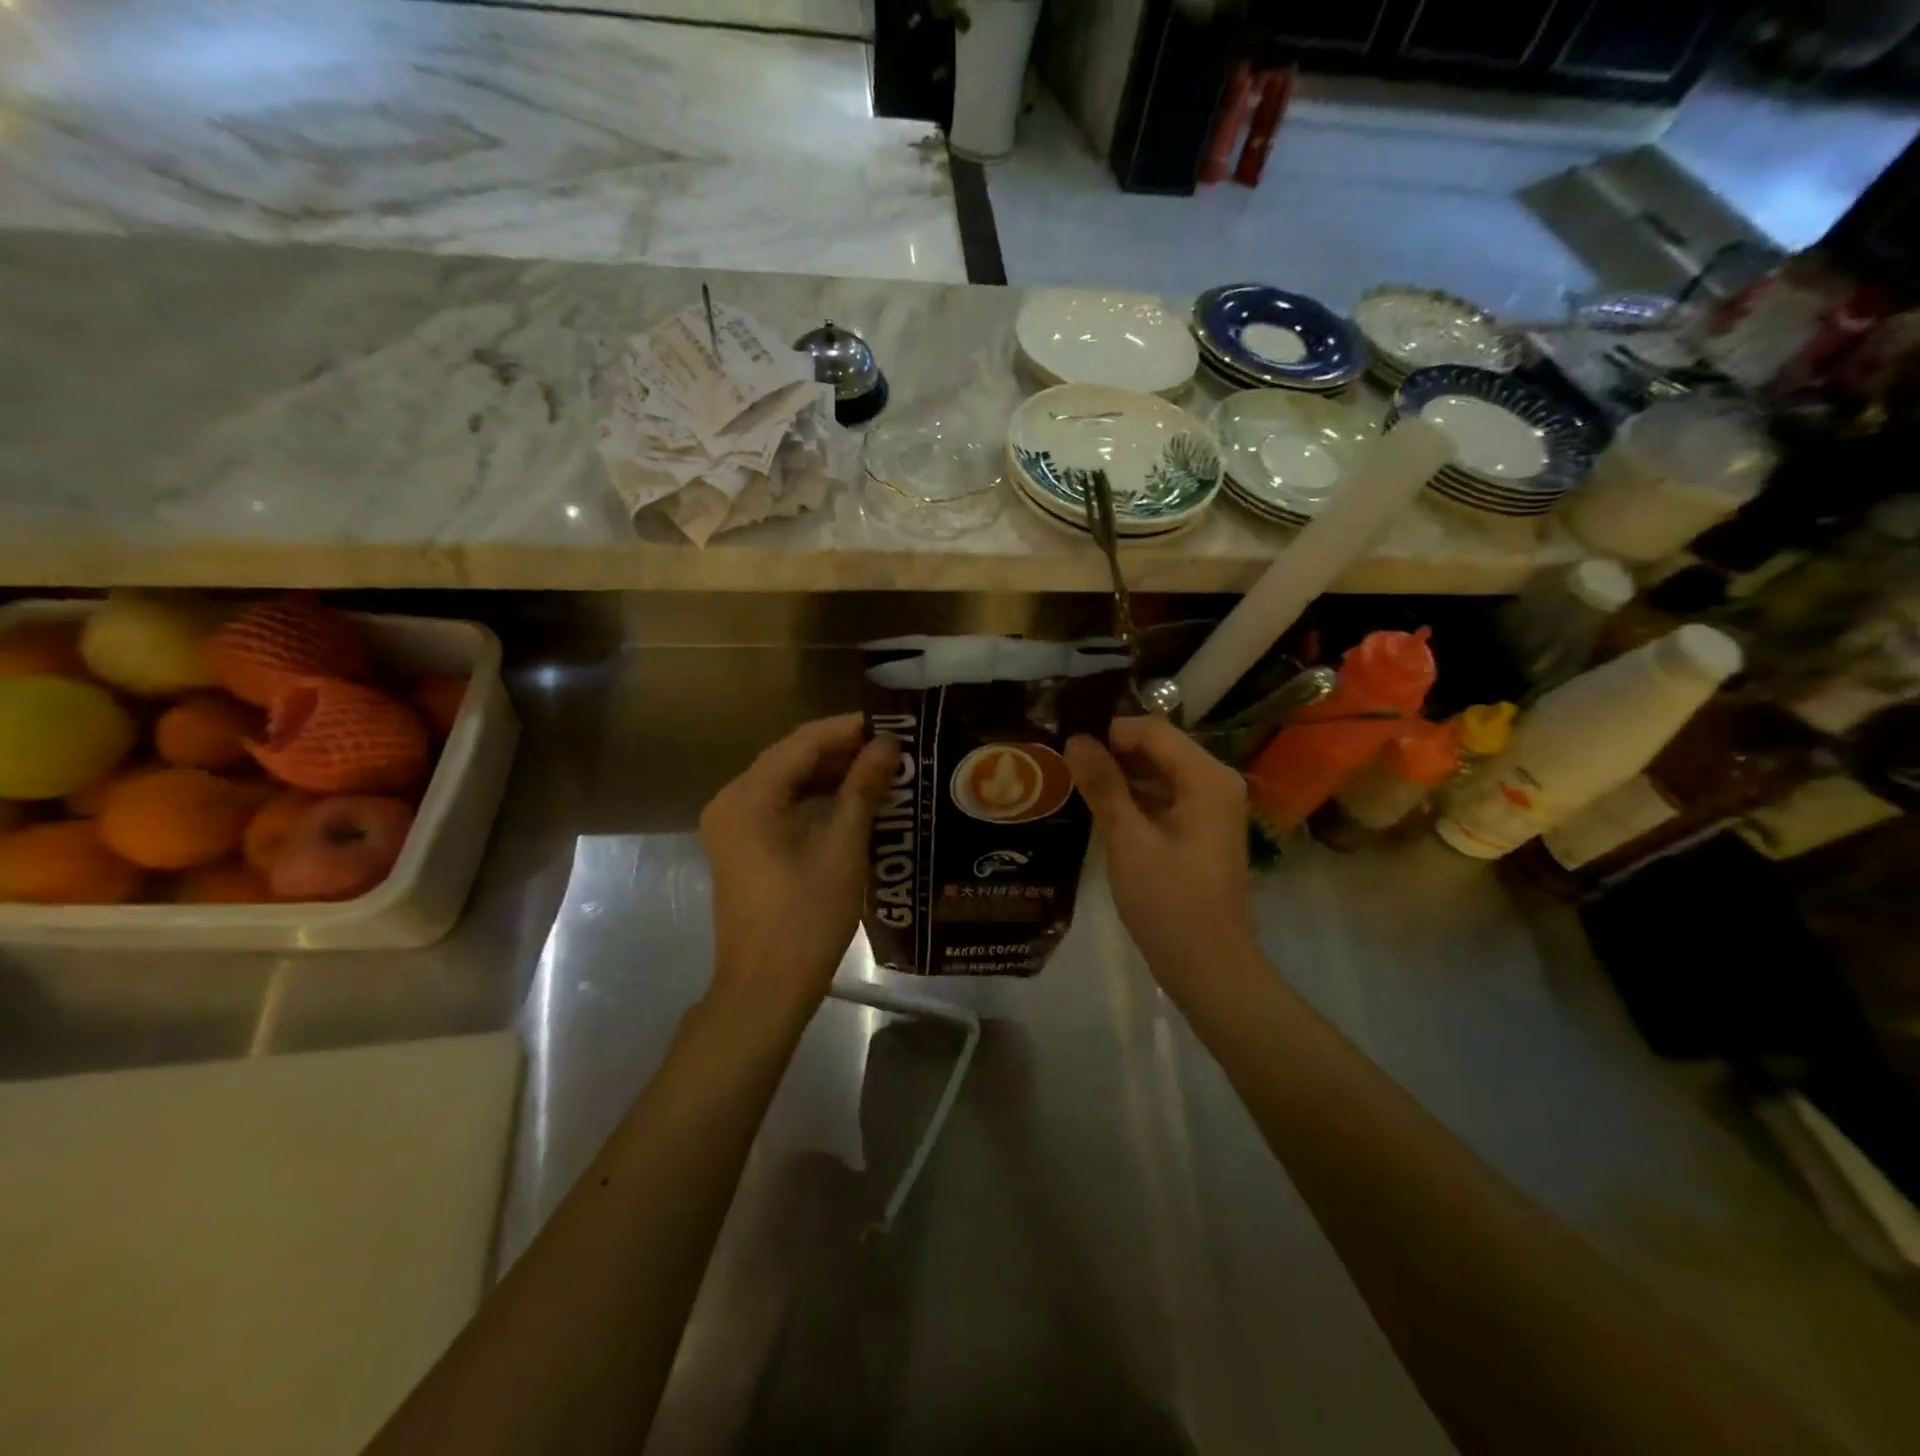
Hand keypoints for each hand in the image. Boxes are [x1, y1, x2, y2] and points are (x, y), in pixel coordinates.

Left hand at [699, 714, 899, 1020]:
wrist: (764, 990)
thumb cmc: (806, 919)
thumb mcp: (843, 849)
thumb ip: (863, 789)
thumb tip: (888, 745)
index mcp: (749, 796)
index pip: (803, 742)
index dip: (849, 730)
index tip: (894, 724)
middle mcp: (731, 800)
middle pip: (791, 758)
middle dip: (841, 751)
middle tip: (894, 749)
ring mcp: (731, 825)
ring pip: (786, 782)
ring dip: (830, 775)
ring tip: (881, 771)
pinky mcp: (740, 846)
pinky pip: (779, 806)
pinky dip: (814, 800)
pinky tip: (852, 802)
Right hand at [1066, 716, 1254, 991]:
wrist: (1207, 965)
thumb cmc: (1169, 900)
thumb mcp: (1128, 839)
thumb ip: (1103, 785)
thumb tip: (1076, 739)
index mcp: (1207, 777)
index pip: (1153, 730)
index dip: (1110, 732)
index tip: (1068, 746)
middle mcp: (1216, 783)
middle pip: (1159, 749)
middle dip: (1113, 752)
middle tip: (1065, 762)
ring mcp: (1210, 809)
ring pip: (1159, 775)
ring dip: (1121, 776)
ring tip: (1074, 781)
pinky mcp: (1200, 832)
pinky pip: (1164, 799)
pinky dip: (1134, 800)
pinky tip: (1100, 809)